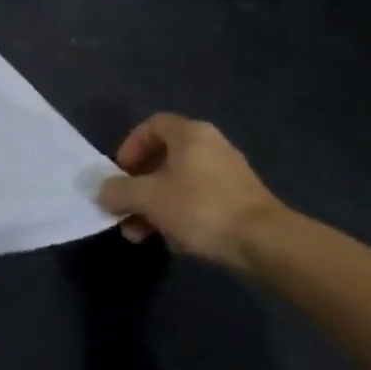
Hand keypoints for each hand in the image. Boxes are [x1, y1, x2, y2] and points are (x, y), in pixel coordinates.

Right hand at [99, 113, 288, 270]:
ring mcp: (229, 174)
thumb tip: (104, 192)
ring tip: (141, 234)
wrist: (266, 243)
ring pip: (179, 183)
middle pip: (163, 158)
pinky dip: (180, 215)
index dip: (129, 147)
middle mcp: (210, 146)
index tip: (120, 173)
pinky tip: (173, 241)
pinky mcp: (241, 201)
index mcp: (189, 134)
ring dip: (155, 206)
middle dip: (138, 186)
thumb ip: (118, 191)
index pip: (151, 126)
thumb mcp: (147, 198)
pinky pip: (199, 200)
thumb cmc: (200, 208)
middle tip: (125, 209)